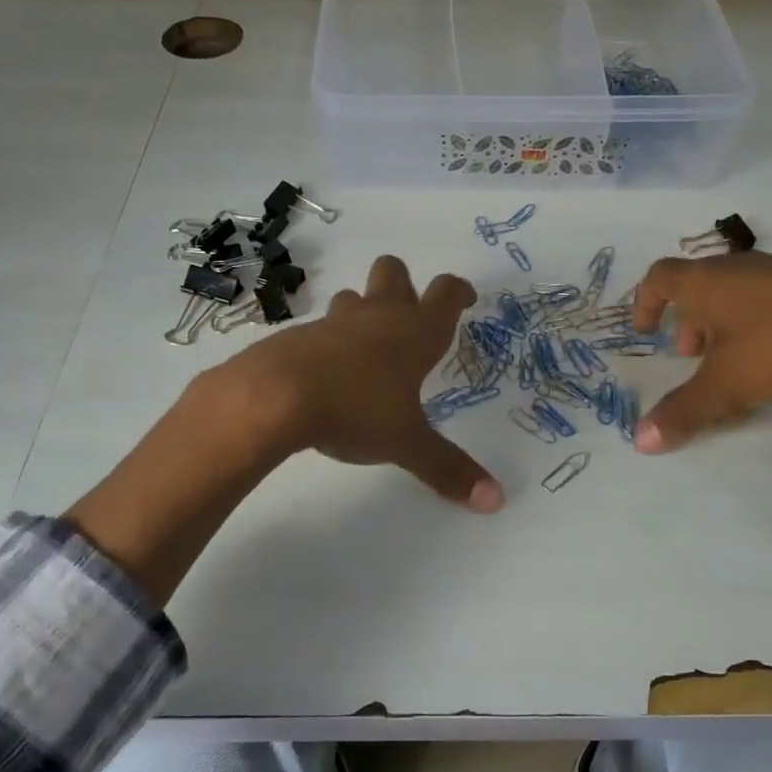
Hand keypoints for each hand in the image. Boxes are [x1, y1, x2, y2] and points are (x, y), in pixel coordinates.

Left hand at [214, 255, 504, 511]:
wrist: (274, 398)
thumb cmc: (356, 410)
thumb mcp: (407, 444)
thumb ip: (448, 469)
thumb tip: (496, 499)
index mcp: (413, 333)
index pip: (445, 294)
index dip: (459, 291)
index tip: (466, 298)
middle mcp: (376, 317)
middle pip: (393, 272)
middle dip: (403, 284)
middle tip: (408, 313)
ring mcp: (333, 324)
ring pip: (354, 298)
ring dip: (362, 310)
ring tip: (366, 345)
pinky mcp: (297, 337)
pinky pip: (321, 329)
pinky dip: (329, 342)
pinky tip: (327, 374)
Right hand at [629, 251, 771, 451]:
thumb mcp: (726, 384)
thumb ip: (683, 411)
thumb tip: (641, 441)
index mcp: (705, 282)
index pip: (659, 277)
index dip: (644, 302)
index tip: (645, 332)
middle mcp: (734, 269)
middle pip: (696, 289)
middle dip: (686, 324)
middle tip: (690, 358)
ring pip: (730, 297)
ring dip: (719, 328)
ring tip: (729, 365)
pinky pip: (761, 302)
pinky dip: (750, 327)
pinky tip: (769, 359)